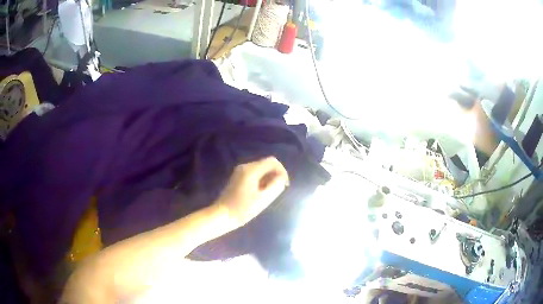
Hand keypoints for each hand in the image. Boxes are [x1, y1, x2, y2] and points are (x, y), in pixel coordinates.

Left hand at [216, 157, 288, 226]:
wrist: (222, 215)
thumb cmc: (243, 209)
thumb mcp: (263, 199)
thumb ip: (275, 186)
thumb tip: (282, 177)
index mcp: (251, 170)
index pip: (272, 161)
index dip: (282, 171)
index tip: (284, 185)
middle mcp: (245, 166)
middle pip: (266, 164)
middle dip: (275, 174)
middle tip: (278, 190)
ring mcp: (239, 171)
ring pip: (260, 169)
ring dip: (268, 178)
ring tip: (269, 193)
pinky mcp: (237, 177)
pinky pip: (254, 173)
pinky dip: (261, 180)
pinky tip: (260, 193)